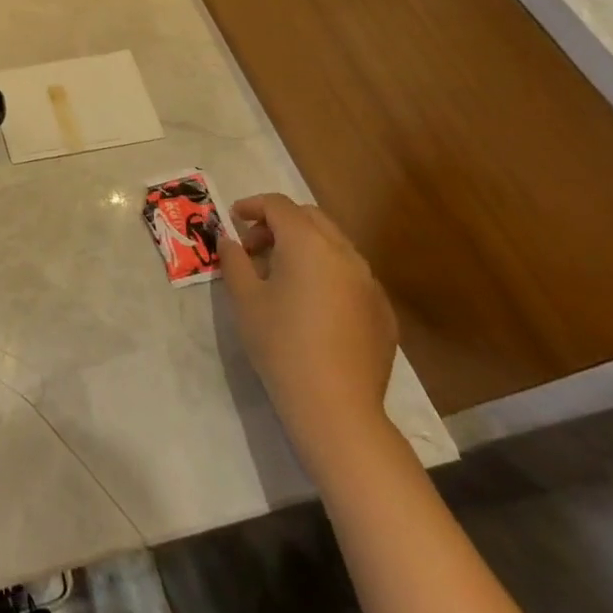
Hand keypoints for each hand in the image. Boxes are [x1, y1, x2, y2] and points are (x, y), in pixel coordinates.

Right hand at [222, 193, 397, 479]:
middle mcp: (344, 254)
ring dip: (305, 247)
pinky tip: (312, 306)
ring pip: (335, 245)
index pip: (279, 206)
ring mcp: (370, 283)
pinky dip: (327, 274)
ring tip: (281, 275)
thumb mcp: (244, 298)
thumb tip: (229, 240)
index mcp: (308, 244)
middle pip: (311, 218)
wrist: (336, 406)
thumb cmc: (280, 344)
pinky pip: (351, 276)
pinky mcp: (383, 312)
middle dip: (280, 223)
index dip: (252, 206)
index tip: (233, 219)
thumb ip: (234, 260)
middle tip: (254, 246)